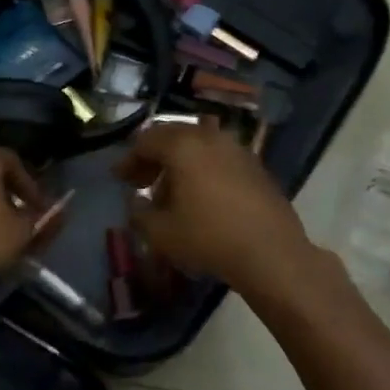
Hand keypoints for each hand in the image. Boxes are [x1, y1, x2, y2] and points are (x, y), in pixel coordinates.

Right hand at [114, 122, 316, 295]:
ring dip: (179, 164)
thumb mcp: (160, 233)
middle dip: (153, 157)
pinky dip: (203, 170)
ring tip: (170, 193)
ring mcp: (238, 150)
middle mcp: (211, 138)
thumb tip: (136, 201)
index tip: (119, 179)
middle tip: (141, 181)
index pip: (147, 140)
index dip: (129, 160)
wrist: (270, 253)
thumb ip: (139, 213)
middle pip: (174, 137)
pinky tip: (201, 198)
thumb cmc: (208, 238)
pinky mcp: (256, 167)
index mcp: (183, 146)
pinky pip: (219, 159)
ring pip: (199, 147)